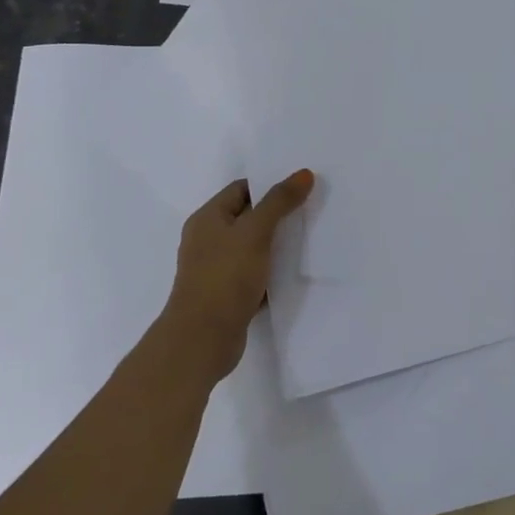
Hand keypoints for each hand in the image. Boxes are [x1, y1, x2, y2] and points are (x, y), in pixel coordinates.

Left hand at [160, 169, 313, 381]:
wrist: (201, 340)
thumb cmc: (224, 278)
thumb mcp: (255, 232)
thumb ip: (279, 202)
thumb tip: (304, 173)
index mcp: (208, 219)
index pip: (242, 189)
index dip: (270, 185)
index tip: (303, 188)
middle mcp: (208, 240)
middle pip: (249, 217)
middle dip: (278, 215)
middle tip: (312, 210)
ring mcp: (216, 269)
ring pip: (253, 248)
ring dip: (277, 245)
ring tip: (310, 239)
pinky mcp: (227, 295)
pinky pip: (254, 274)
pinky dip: (272, 272)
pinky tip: (295, 273)